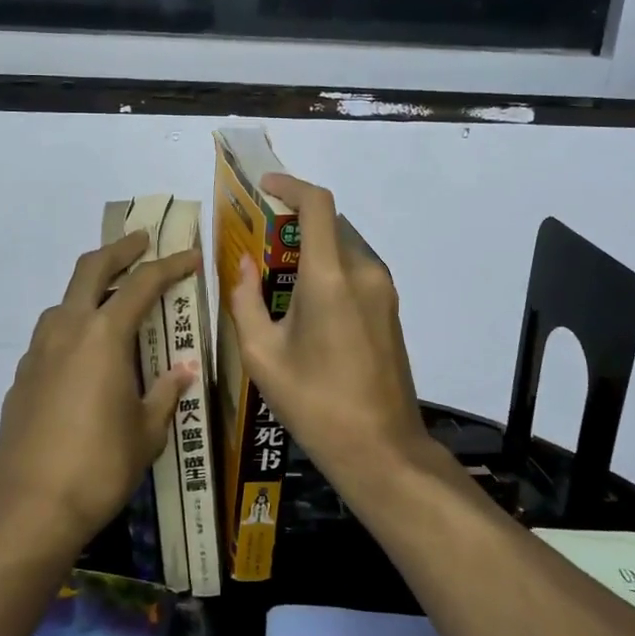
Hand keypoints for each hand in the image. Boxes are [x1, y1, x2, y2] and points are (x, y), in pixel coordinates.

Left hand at [0, 231, 199, 551]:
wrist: (31, 510)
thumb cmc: (100, 467)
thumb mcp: (146, 431)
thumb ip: (166, 393)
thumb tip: (185, 369)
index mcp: (103, 336)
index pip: (142, 284)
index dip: (170, 266)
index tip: (191, 256)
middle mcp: (66, 331)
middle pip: (90, 269)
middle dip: (119, 250)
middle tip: (142, 241)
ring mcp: (37, 352)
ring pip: (64, 301)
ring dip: (90, 289)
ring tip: (113, 302)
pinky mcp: (21, 377)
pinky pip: (50, 336)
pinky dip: (72, 328)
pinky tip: (85, 356)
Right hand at [226, 174, 427, 490]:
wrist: (382, 450)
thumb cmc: (315, 403)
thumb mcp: (262, 355)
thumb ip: (246, 301)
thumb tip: (244, 265)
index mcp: (330, 277)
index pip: (318, 204)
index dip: (290, 186)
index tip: (264, 187)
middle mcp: (363, 272)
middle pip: (329, 224)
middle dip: (293, 224)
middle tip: (257, 244)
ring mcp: (383, 291)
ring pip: (343, 247)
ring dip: (311, 248)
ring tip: (275, 276)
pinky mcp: (390, 310)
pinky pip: (355, 271)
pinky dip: (327, 269)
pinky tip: (303, 303)